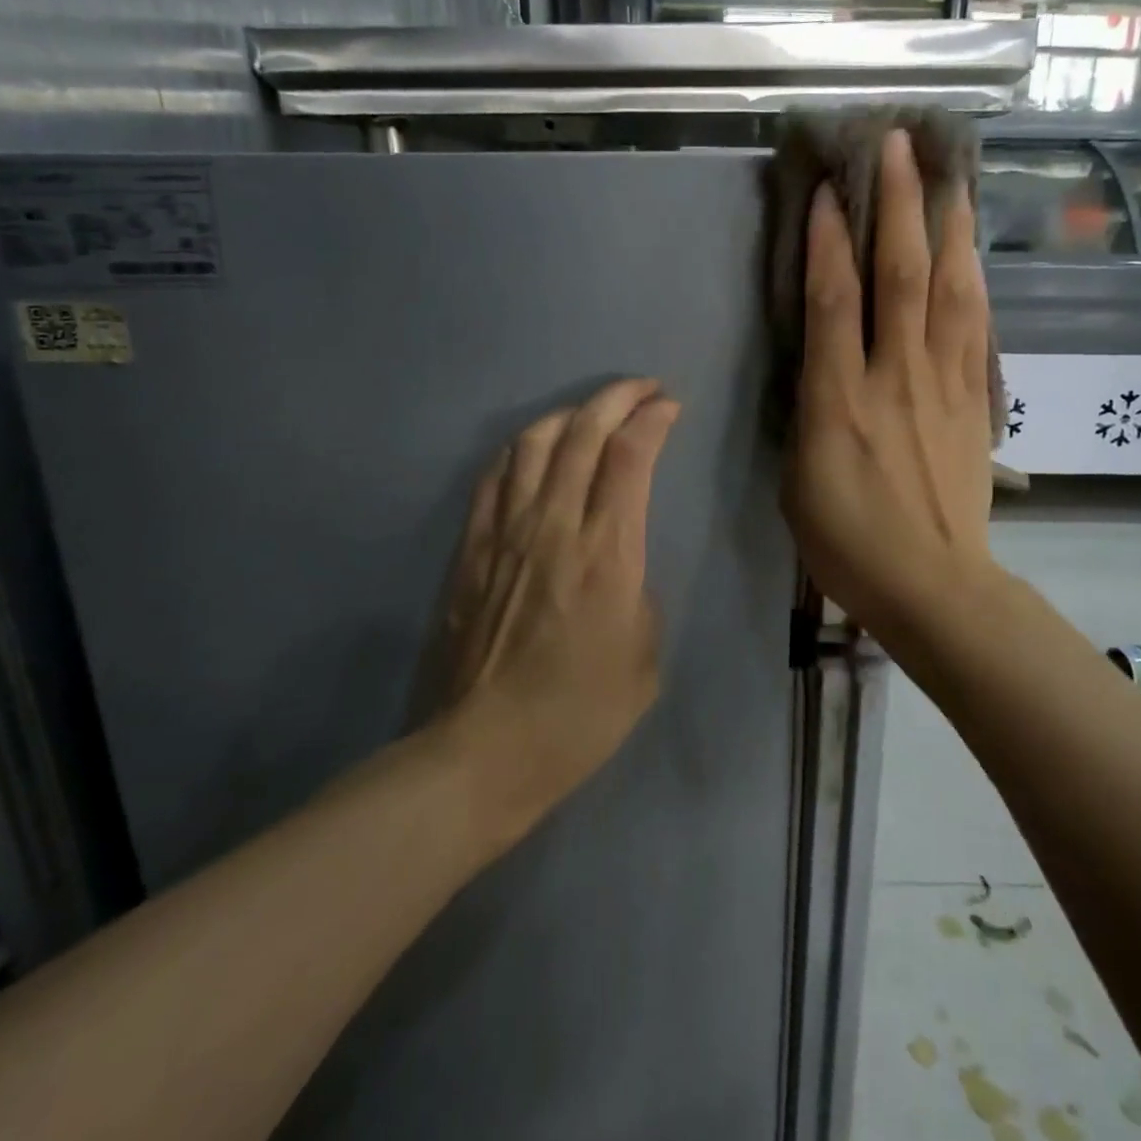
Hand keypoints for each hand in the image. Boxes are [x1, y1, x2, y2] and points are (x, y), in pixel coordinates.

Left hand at [434, 379, 681, 833]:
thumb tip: (620, 563)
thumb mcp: (645, 660)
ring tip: (591, 413)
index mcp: (608, 555)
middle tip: (641, 389)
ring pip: (533, 443)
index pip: (630, 458)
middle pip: (583, 434)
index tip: (669, 407)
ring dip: (569, 414)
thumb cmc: (578, 716)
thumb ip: (639, 593)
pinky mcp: (471, 549)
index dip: (652, 419)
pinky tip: (533, 447)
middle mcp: (555, 527)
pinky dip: (519, 447)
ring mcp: (505, 533)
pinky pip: (493, 477)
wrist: (483, 751)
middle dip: (617, 397)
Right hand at [781, 130, 996, 641]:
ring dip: (948, 226)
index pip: (833, 302)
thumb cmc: (847, 541)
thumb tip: (818, 361)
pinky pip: (976, 326)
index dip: (829, 240)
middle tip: (898, 145)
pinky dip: (973, 279)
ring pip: (951, 290)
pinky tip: (971, 251)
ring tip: (949, 175)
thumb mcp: (798, 477)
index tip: (828, 188)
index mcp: (840, 402)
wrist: (932, 584)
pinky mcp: (975, 400)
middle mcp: (895, 378)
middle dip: (898, 205)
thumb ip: (808, 408)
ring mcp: (944, 385)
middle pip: (901, 276)